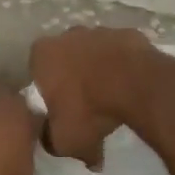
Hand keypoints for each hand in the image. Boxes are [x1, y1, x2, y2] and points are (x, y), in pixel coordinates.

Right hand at [29, 26, 172, 167]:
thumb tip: (55, 143)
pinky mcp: (128, 33)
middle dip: (72, 76)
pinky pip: (121, 53)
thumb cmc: (89, 110)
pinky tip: (131, 86)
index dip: (48, 92)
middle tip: (85, 104)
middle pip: (65, 58)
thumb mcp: (63, 141)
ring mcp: (100, 31)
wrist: (137, 87)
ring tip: (111, 96)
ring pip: (94, 52)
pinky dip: (123, 65)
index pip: (37, 73)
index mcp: (42, 54)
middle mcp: (67, 35)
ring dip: (99, 69)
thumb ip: (52, 142)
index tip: (60, 110)